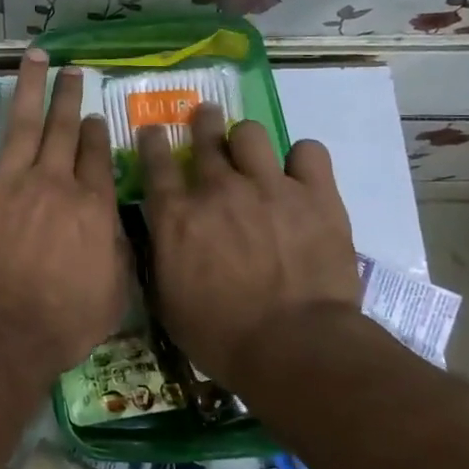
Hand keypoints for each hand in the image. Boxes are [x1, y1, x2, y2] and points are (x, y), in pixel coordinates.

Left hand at [0, 49, 125, 376]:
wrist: (2, 329)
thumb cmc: (64, 321)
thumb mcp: (114, 293)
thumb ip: (117, 251)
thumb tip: (113, 223)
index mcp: (90, 205)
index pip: (95, 156)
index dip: (94, 132)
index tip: (92, 116)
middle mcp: (52, 183)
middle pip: (62, 129)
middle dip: (68, 96)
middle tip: (72, 70)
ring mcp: (8, 183)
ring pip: (22, 126)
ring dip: (29, 90)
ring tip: (34, 60)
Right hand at [139, 105, 361, 383]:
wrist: (294, 348)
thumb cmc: (220, 335)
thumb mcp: (166, 301)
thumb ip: (160, 258)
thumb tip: (159, 239)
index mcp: (176, 214)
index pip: (155, 159)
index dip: (152, 140)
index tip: (153, 132)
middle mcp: (217, 189)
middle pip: (204, 134)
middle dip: (201, 122)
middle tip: (204, 120)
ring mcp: (269, 187)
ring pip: (251, 133)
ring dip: (246, 140)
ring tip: (253, 154)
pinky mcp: (316, 195)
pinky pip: (308, 152)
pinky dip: (302, 160)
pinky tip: (300, 174)